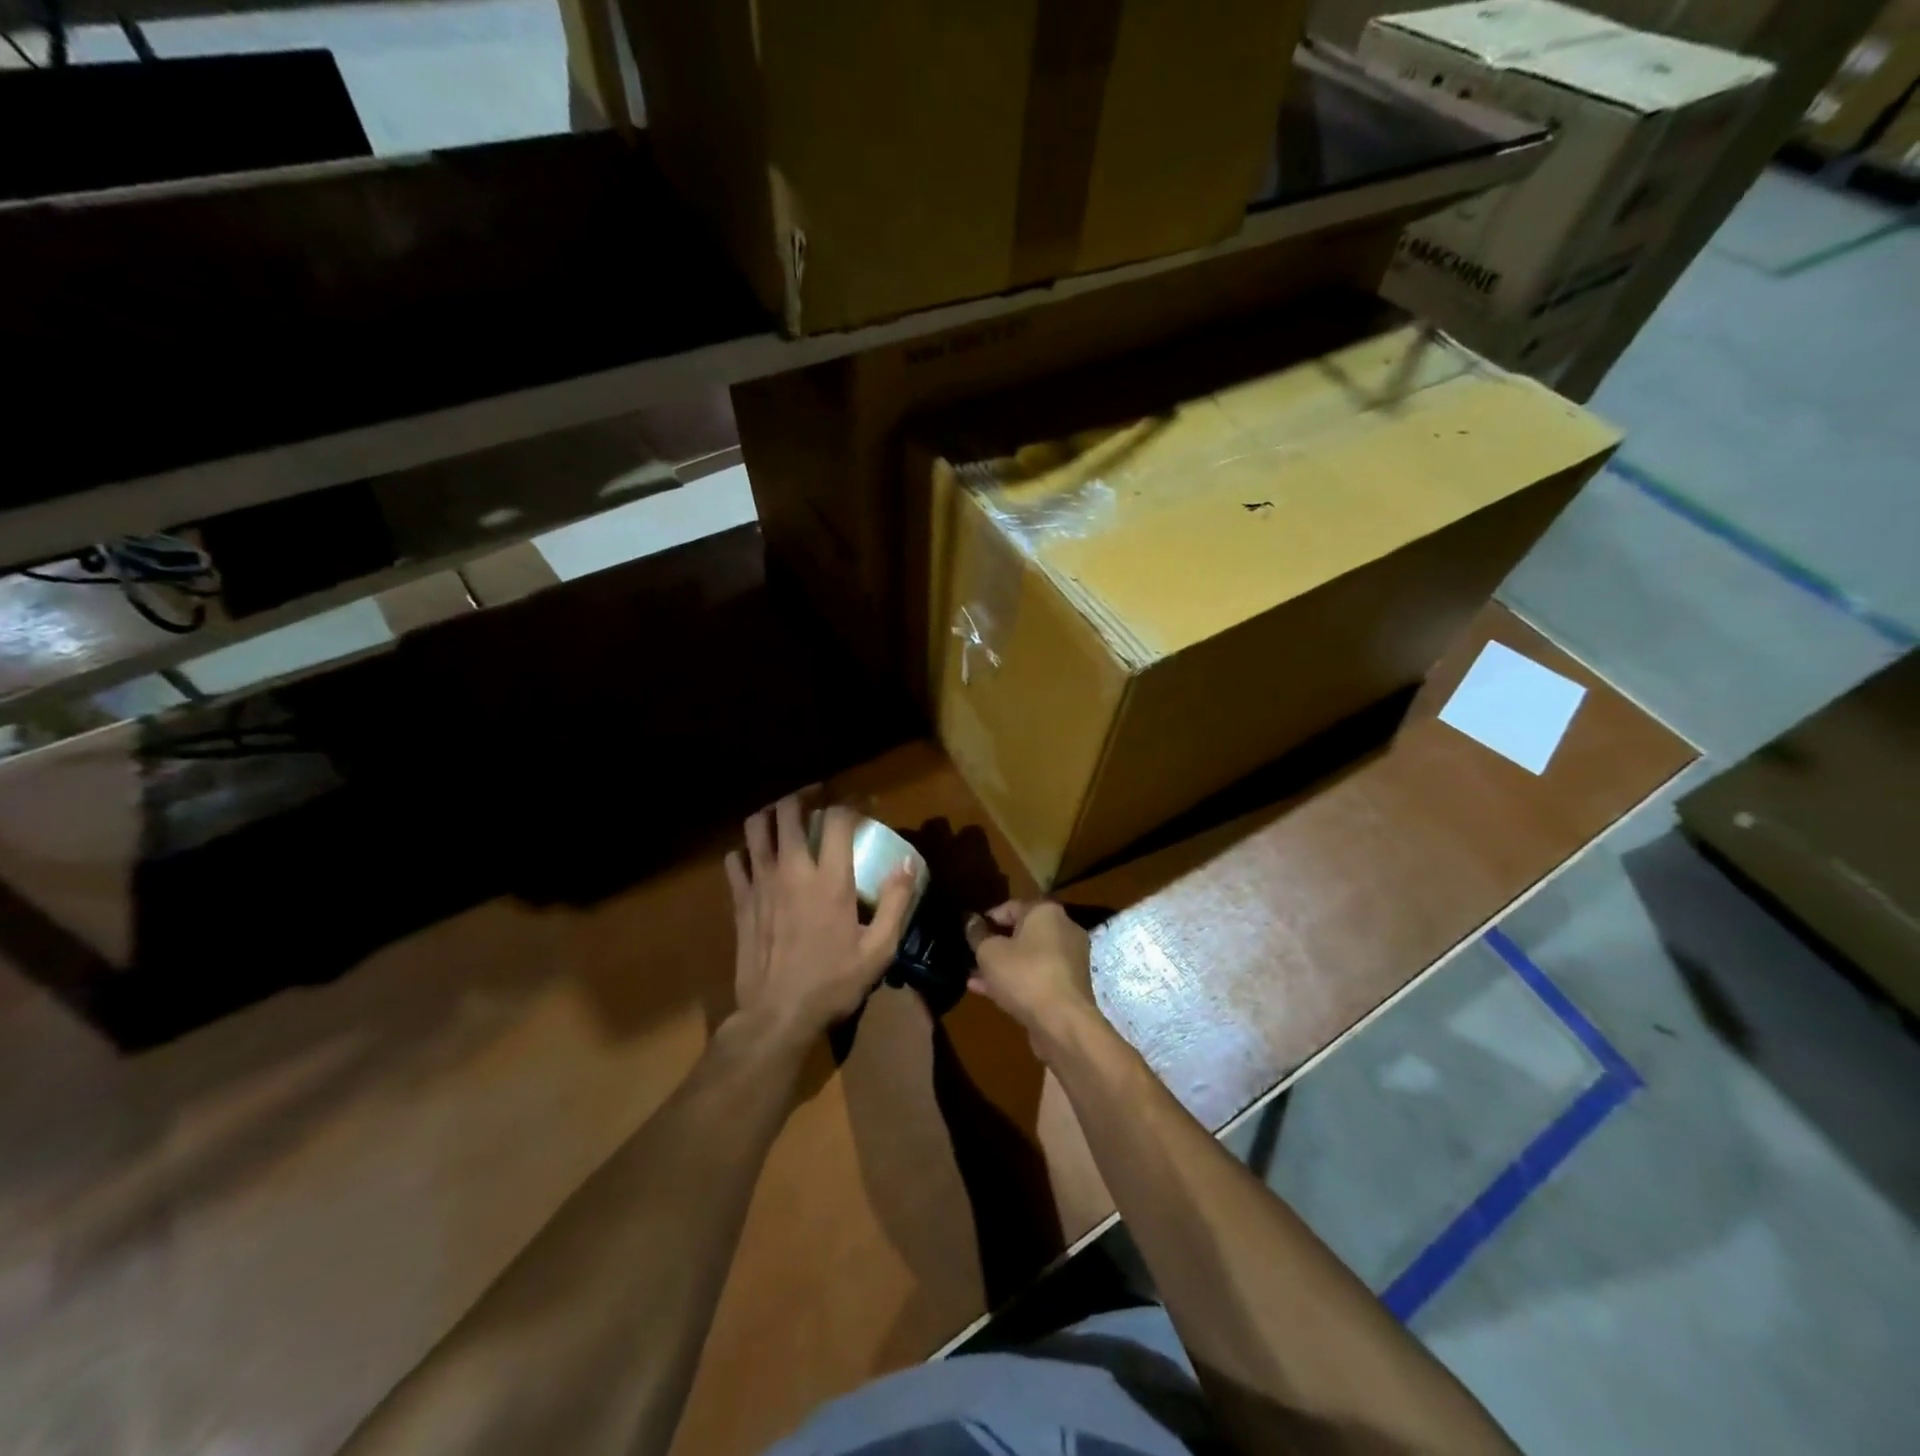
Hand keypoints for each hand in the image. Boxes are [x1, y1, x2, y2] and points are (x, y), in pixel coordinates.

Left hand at [725, 795, 914, 1042]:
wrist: (776, 1016)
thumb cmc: (833, 983)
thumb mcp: (878, 950)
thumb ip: (896, 903)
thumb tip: (908, 864)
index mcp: (830, 880)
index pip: (837, 818)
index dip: (852, 801)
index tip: (864, 803)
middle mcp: (792, 870)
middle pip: (789, 810)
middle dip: (806, 795)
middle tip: (820, 796)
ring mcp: (761, 883)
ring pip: (756, 827)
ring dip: (772, 813)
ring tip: (786, 817)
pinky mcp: (740, 900)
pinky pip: (735, 859)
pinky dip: (746, 850)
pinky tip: (758, 857)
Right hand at [965, 900, 1099, 1050]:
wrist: (1063, 1022)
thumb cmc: (1024, 975)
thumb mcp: (989, 952)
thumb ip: (978, 935)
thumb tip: (971, 921)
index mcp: (1046, 912)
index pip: (1010, 907)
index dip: (986, 919)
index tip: (968, 933)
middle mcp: (1063, 929)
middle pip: (1021, 932)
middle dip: (994, 944)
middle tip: (971, 955)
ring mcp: (1069, 959)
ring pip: (1028, 957)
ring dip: (1002, 965)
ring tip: (974, 975)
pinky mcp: (1069, 986)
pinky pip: (1037, 976)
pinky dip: (1016, 980)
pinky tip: (988, 992)